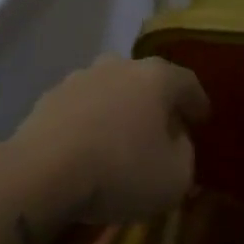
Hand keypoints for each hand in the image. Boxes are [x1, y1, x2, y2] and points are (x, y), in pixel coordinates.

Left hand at [5, 56, 208, 223]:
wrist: (41, 173)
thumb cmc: (121, 171)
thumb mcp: (175, 177)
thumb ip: (186, 155)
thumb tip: (177, 142)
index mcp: (156, 77)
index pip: (188, 83)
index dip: (198, 103)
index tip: (202, 120)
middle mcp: (118, 66)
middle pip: (146, 82)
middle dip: (156, 104)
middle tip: (163, 130)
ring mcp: (79, 79)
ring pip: (110, 92)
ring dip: (119, 111)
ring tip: (121, 140)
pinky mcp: (48, 98)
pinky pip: (81, 109)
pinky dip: (90, 123)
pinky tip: (88, 148)